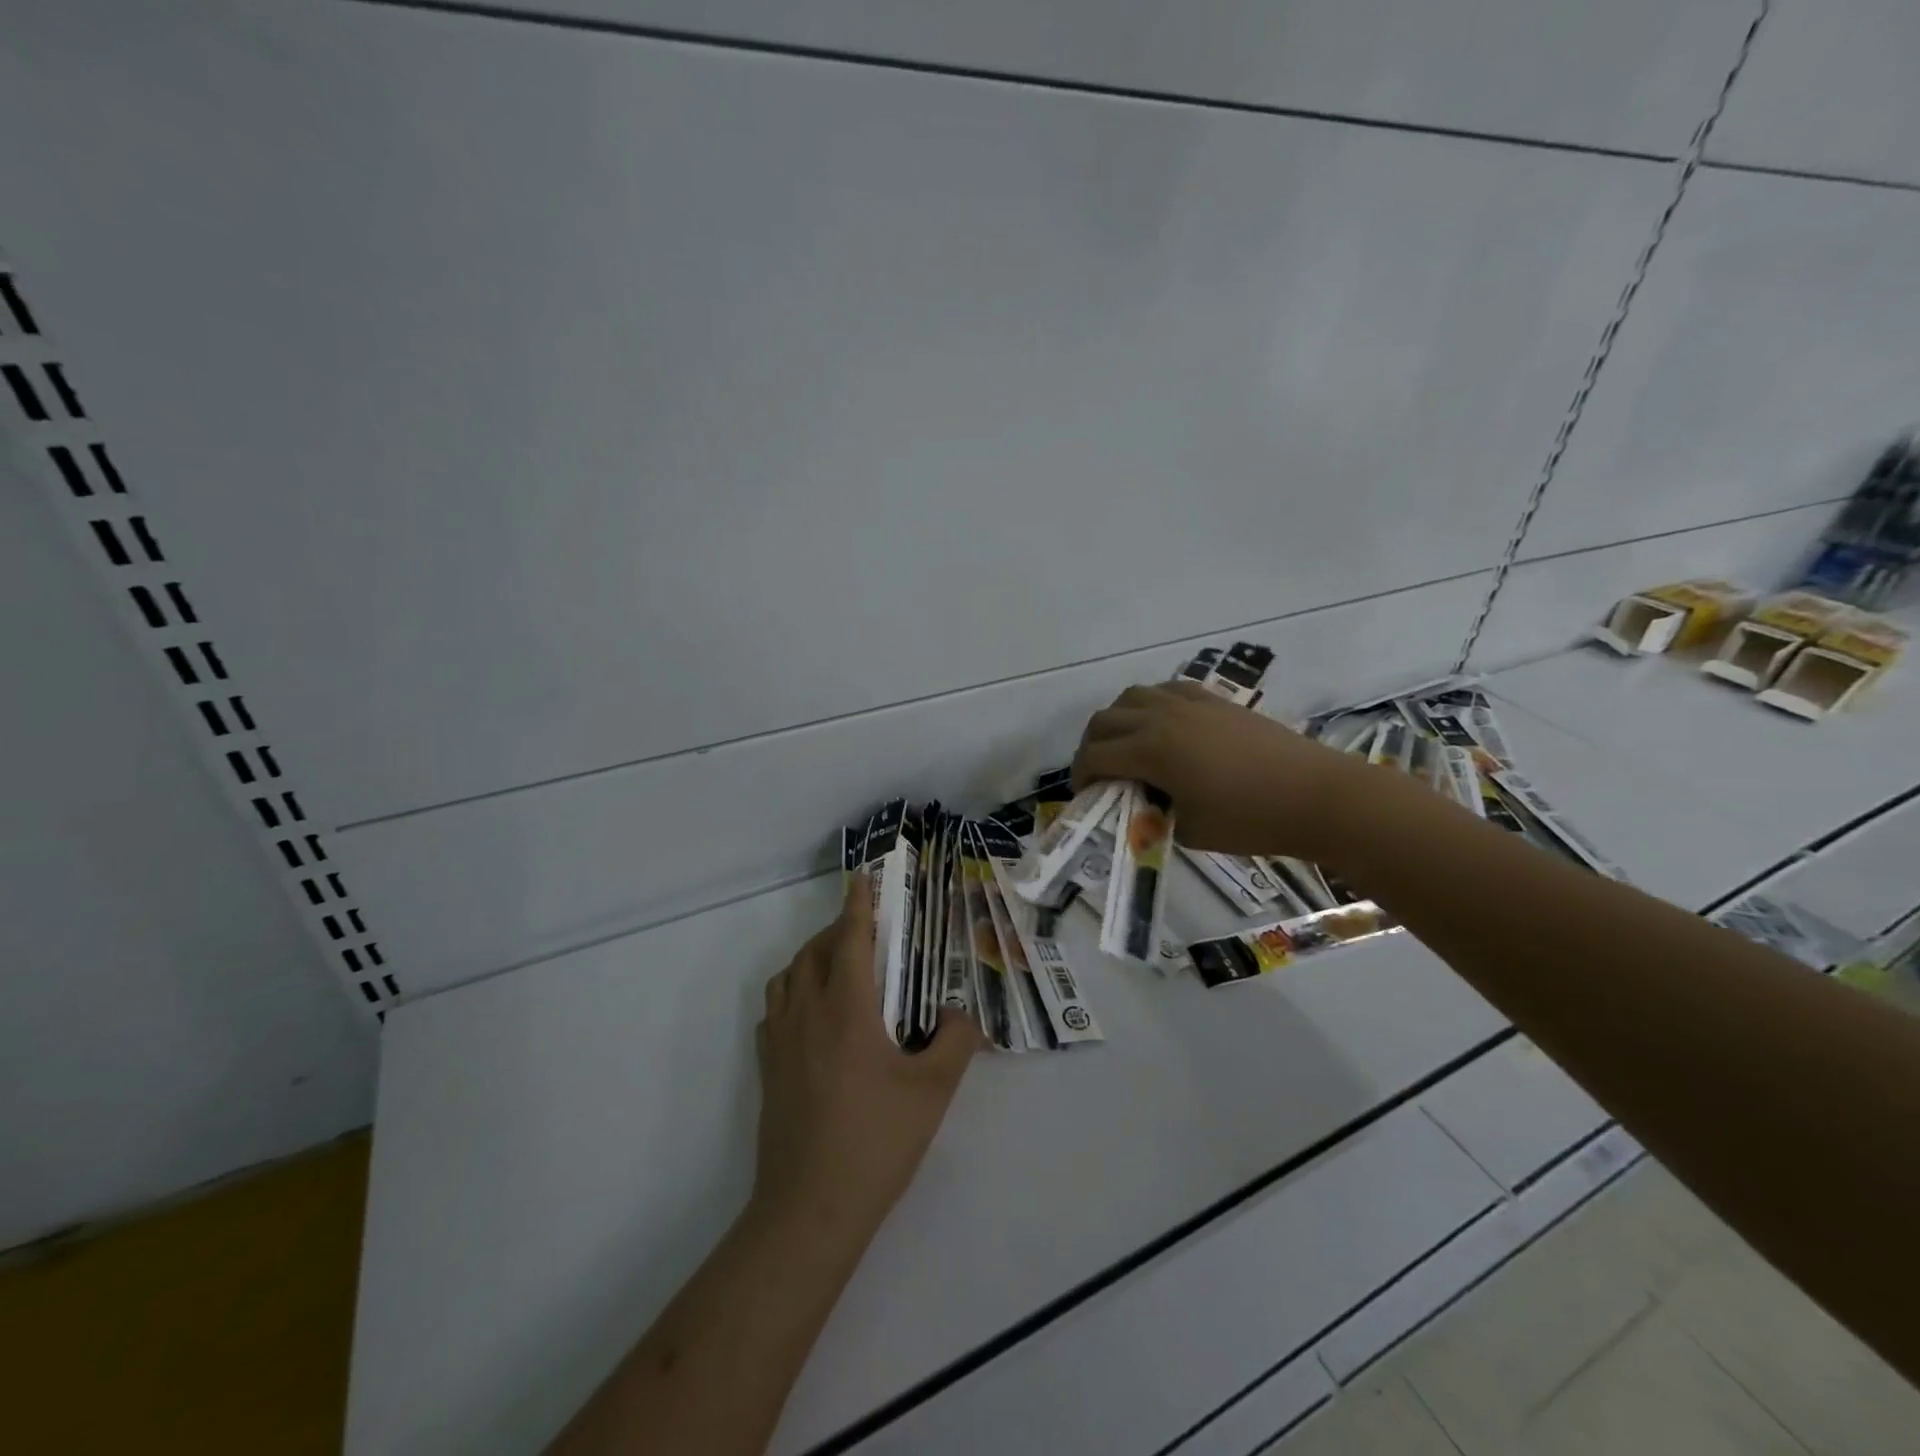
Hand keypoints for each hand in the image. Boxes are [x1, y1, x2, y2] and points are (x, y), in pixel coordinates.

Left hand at [753, 875, 980, 1235]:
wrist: (810, 1209)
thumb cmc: (876, 1142)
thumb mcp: (933, 1091)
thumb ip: (955, 1040)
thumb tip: (957, 1013)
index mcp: (846, 1009)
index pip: (850, 939)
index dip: (857, 905)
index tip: (861, 878)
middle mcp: (807, 1014)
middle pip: (814, 951)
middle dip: (838, 930)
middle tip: (866, 932)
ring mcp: (780, 1042)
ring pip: (788, 977)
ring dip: (811, 958)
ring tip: (838, 967)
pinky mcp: (767, 1070)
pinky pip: (775, 1010)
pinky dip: (792, 993)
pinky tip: (811, 1015)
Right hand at [1071, 682, 1375, 860]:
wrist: (1317, 796)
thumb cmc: (1250, 821)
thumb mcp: (1188, 830)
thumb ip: (1153, 812)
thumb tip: (1143, 802)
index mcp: (1152, 751)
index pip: (1095, 756)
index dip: (1080, 776)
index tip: (1083, 794)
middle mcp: (1162, 717)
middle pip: (1105, 719)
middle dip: (1092, 746)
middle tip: (1099, 772)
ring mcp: (1190, 703)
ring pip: (1133, 696)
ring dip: (1119, 719)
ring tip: (1127, 745)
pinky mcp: (1215, 700)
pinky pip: (1168, 690)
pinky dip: (1152, 704)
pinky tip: (1163, 725)